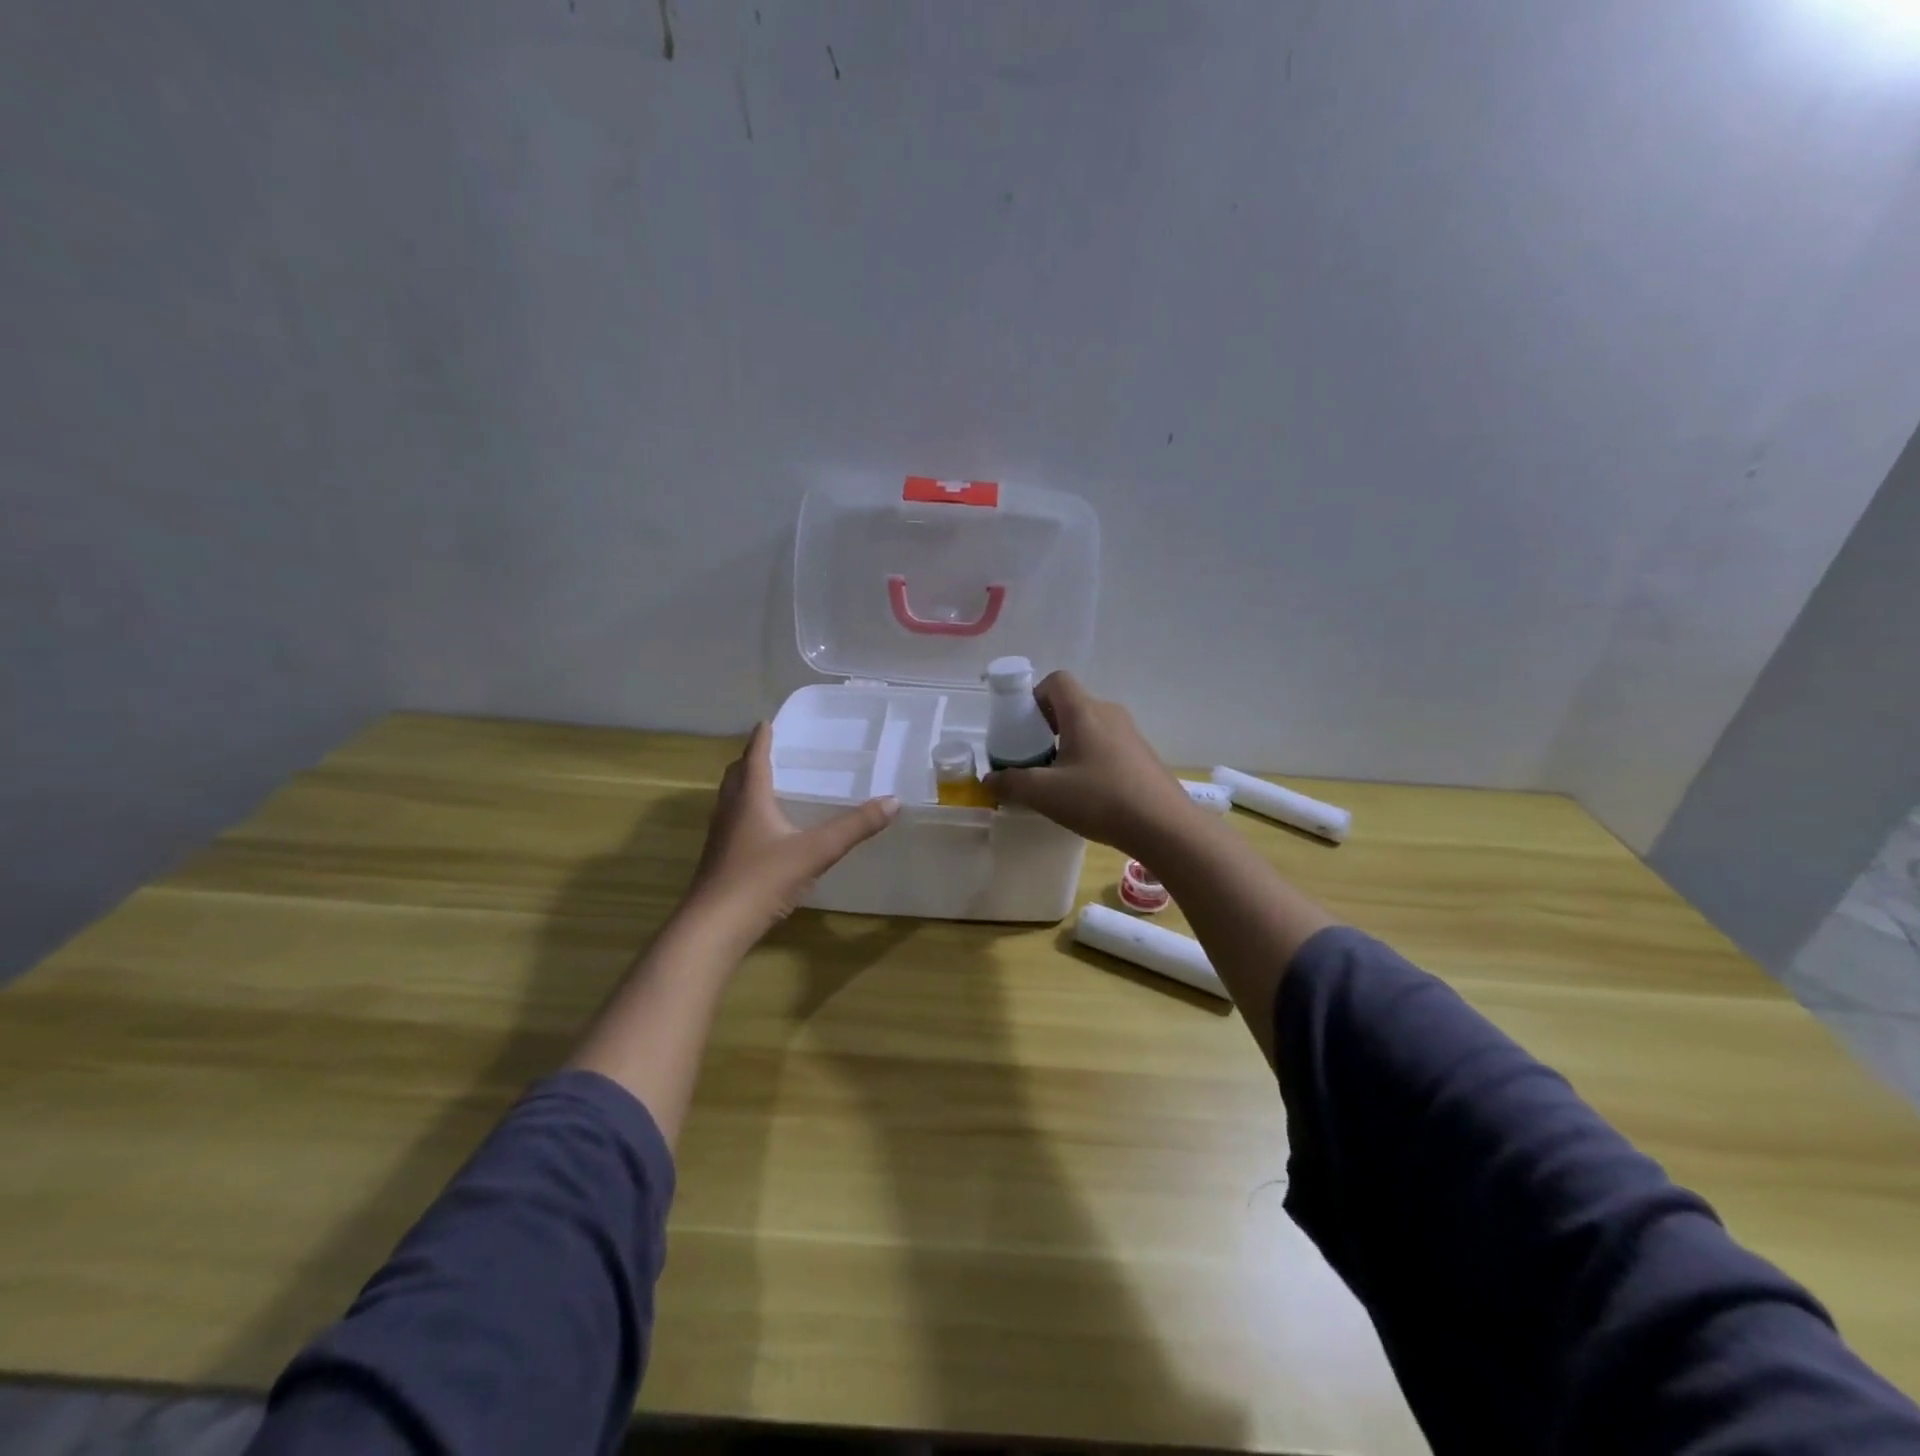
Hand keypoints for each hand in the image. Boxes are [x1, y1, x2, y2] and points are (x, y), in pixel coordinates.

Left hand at [686, 722, 899, 938]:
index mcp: (750, 800)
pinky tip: (762, 832)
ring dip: (744, 788)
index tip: (766, 722)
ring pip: (730, 801)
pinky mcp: (719, 862)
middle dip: (749, 761)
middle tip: (767, 751)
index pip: (754, 759)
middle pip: (736, 777)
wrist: (714, 927)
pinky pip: (732, 825)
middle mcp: (730, 812)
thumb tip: (893, 801)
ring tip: (765, 786)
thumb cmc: (761, 879)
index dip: (761, 739)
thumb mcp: (815, 851)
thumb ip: (854, 827)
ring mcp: (720, 839)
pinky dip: (745, 815)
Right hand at [983, 672, 1198, 857]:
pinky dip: (1091, 757)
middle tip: (1034, 756)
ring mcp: (1131, 734)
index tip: (1023, 726)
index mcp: (1084, 712)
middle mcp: (1109, 713)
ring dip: (1070, 743)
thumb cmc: (1100, 799)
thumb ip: (1012, 783)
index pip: (1056, 680)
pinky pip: (1108, 744)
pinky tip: (1088, 792)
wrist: (1164, 826)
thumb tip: (989, 780)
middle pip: (1072, 703)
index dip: (1034, 696)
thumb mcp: (1046, 794)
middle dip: (1048, 725)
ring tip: (1058, 778)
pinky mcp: (1143, 755)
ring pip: (1091, 726)